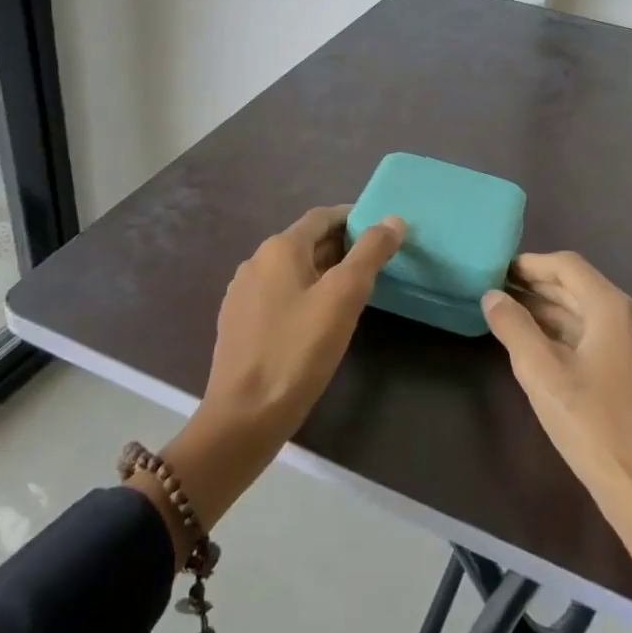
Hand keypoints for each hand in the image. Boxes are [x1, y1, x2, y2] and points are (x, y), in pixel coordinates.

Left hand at [205, 205, 404, 439]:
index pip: (322, 217)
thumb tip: (393, 219)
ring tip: (354, 291)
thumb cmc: (298, 350)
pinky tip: (318, 320)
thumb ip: (370, 253)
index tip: (382, 230)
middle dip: (342, 246)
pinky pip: (278, 294)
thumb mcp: (343, 298)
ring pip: (292, 270)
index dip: (353, 218)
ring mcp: (242, 293)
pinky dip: (304, 294)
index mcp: (279, 249)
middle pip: (306, 242)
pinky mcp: (238, 323)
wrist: (244, 416)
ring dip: (323, 271)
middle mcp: (256, 262)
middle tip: (376, 262)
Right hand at [483, 254, 631, 632]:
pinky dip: (574, 337)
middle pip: (582, 289)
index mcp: (615, 310)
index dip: (531, 265)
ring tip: (515, 320)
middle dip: (540, 290)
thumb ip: (513, 328)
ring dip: (555, 314)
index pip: (568, 267)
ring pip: (594, 316)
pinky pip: (606, 340)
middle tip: (499, 295)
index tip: (498, 271)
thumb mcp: (543, 375)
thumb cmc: (596, 429)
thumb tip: (493, 296)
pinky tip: (549, 352)